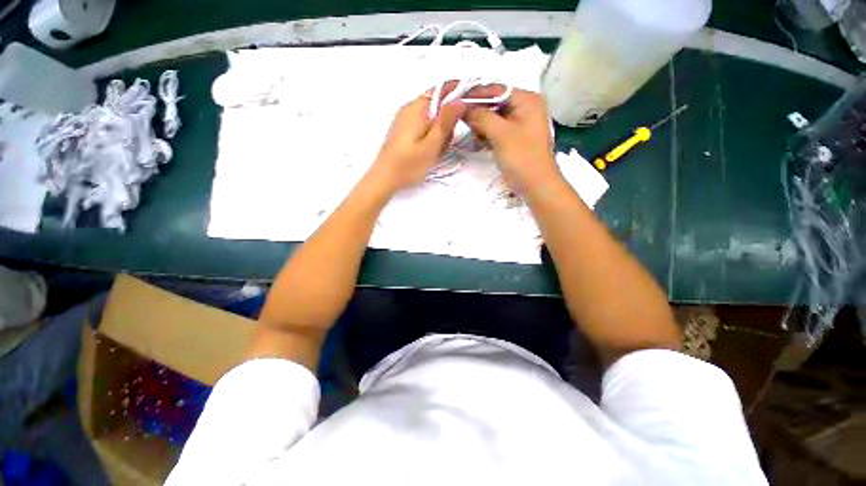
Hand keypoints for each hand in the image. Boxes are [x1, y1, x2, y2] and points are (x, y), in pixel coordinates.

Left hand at [368, 91, 464, 192]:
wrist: (384, 179)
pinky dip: (429, 138)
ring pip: (431, 119)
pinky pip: (423, 128)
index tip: (466, 114)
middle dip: (446, 123)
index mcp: (416, 108)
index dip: (457, 97)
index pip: (442, 90)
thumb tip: (460, 99)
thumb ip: (446, 121)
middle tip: (442, 145)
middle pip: (437, 107)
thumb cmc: (408, 164)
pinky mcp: (403, 131)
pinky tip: (427, 153)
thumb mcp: (431, 145)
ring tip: (434, 153)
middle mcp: (409, 109)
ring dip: (438, 134)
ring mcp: (405, 120)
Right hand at [463, 87, 560, 194]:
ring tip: (472, 134)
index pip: (496, 89)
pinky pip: (496, 129)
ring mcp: (520, 123)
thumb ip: (481, 116)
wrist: (536, 186)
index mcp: (527, 100)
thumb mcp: (500, 134)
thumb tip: (461, 107)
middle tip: (460, 121)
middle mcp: (525, 107)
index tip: (454, 101)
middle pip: (494, 103)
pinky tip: (479, 141)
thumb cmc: (521, 158)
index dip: (475, 95)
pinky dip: (486, 133)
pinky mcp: (514, 137)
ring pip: (494, 117)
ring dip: (481, 124)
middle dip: (478, 112)